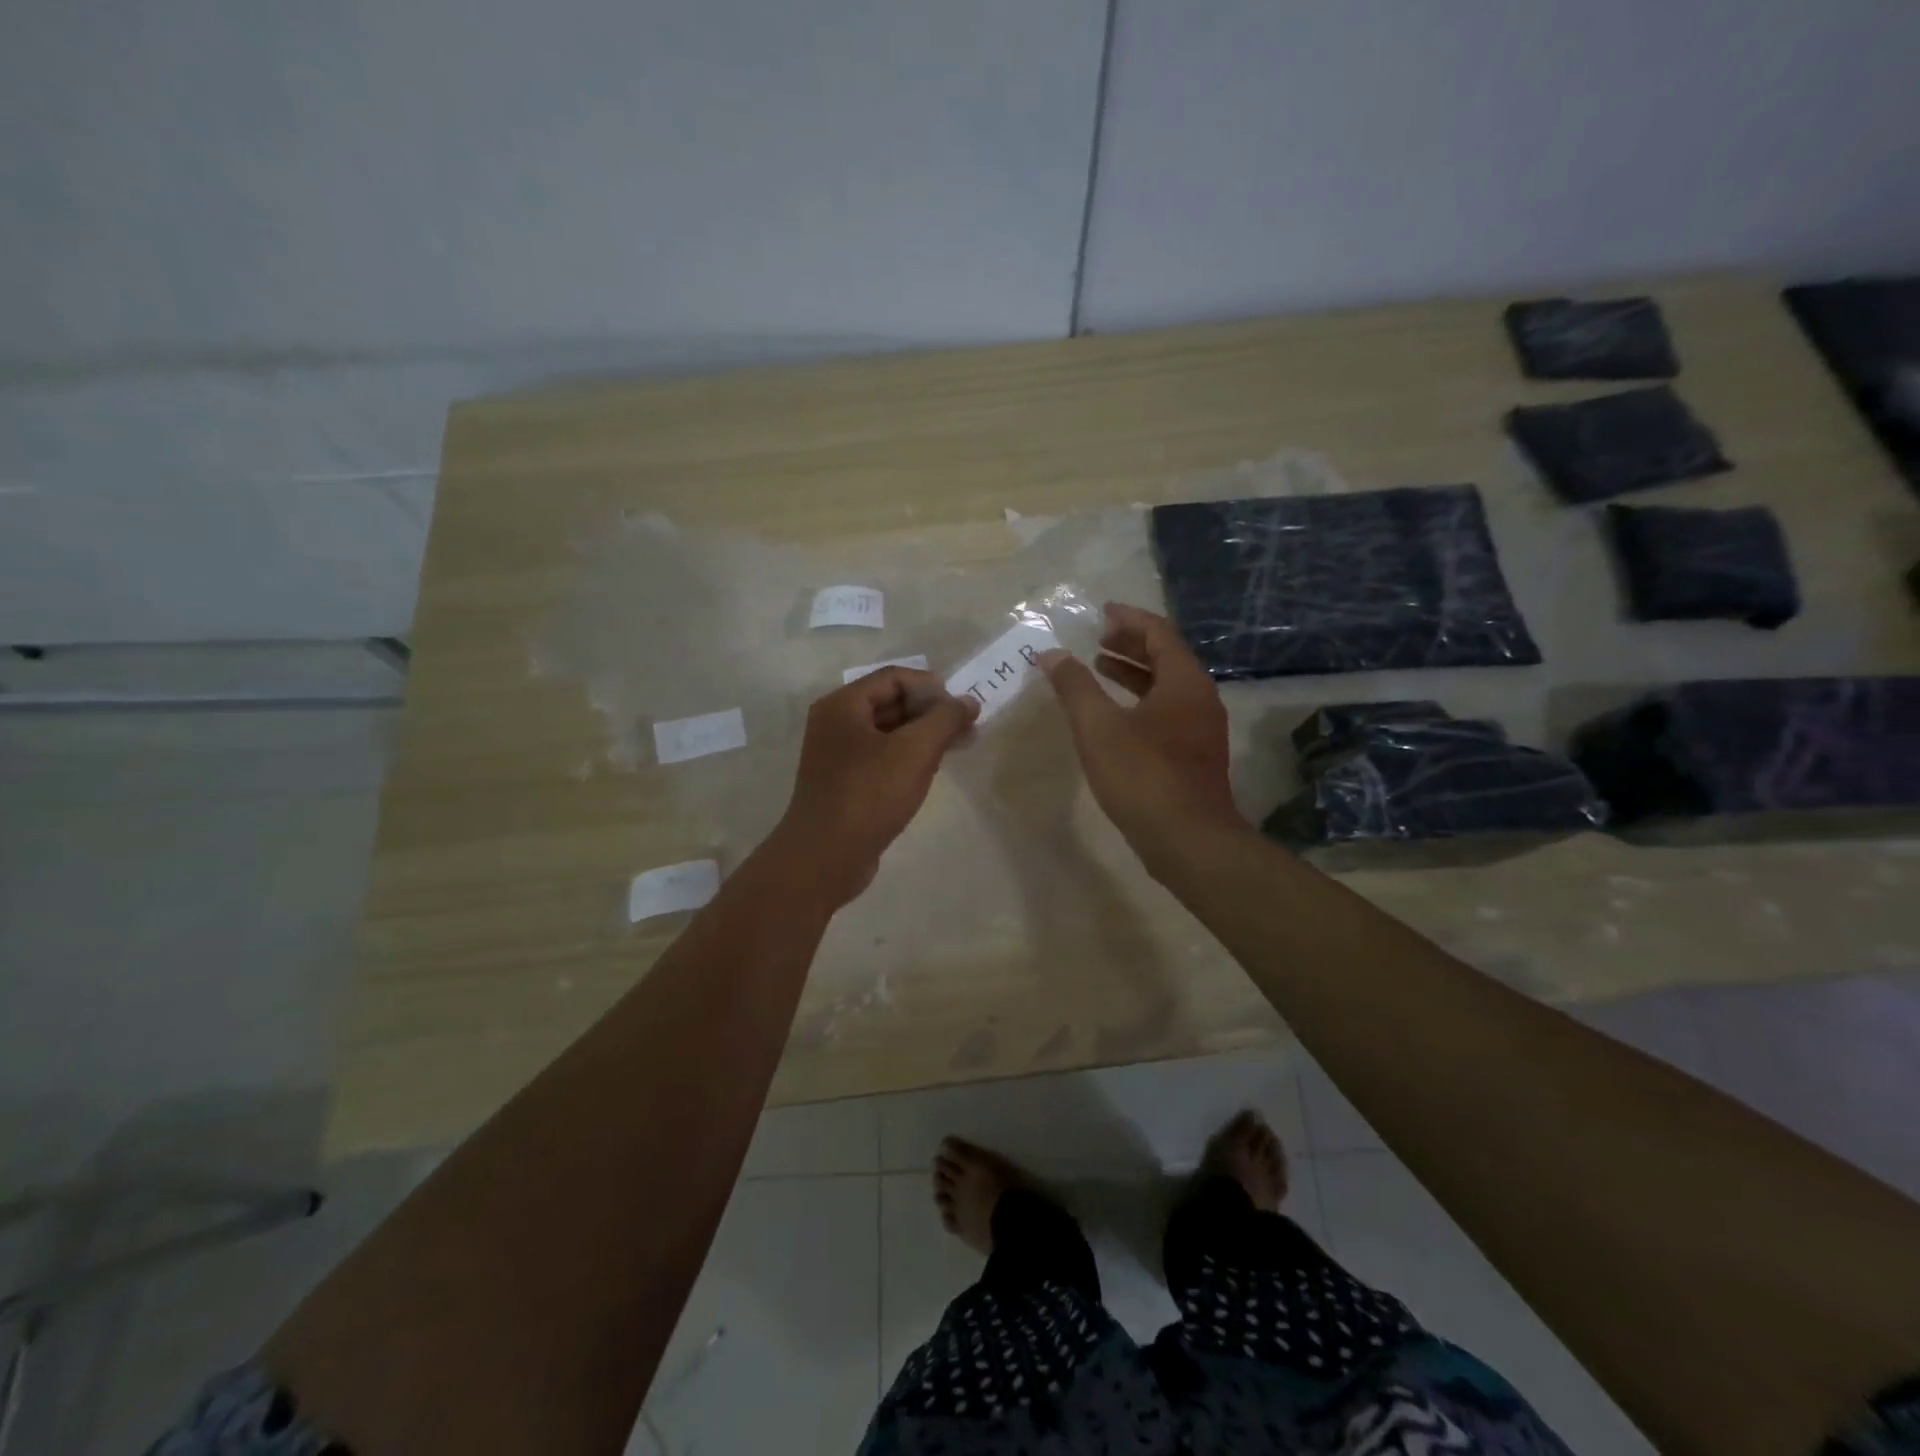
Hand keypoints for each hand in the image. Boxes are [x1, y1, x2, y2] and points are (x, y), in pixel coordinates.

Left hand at [770, 667, 978, 903]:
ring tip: (956, 749)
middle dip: (930, 713)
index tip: (962, 707)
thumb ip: (945, 720)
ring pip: (887, 734)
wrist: (825, 857)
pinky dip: (906, 759)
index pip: (894, 678)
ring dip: (922, 737)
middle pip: (890, 703)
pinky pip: (880, 759)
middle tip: (966, 729)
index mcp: (843, 705)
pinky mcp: (844, 785)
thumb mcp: (915, 751)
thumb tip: (969, 701)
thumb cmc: (869, 794)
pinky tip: (929, 773)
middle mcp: (835, 724)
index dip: (932, 687)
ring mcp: (837, 756)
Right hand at [1039, 603, 1243, 864]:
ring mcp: (1201, 729)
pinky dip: (1140, 701)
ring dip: (1134, 673)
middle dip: (1130, 644)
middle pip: (1166, 657)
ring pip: (1167, 687)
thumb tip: (1050, 654)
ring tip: (1098, 669)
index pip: (1158, 633)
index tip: (1101, 613)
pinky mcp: (1194, 756)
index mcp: (1184, 682)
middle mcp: (1200, 699)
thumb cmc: (1143, 775)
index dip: (1128, 619)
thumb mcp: (1098, 727)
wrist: (1188, 840)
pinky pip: (1167, 712)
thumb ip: (1074, 686)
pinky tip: (1115, 717)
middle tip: (1096, 639)